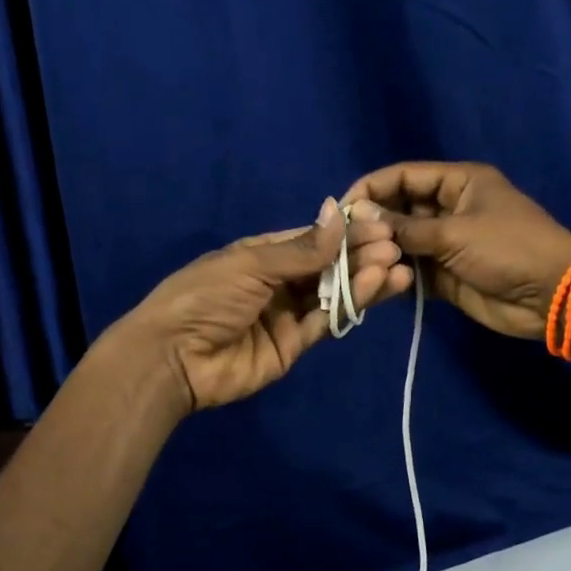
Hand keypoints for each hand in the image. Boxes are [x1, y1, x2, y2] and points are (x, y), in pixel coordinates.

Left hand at [114, 199, 411, 413]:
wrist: (174, 358)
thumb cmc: (205, 297)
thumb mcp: (251, 264)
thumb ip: (301, 248)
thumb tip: (337, 213)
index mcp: (261, 254)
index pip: (311, 239)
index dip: (345, 233)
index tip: (380, 225)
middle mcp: (278, 281)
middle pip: (326, 266)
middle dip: (360, 255)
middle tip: (396, 247)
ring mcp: (287, 314)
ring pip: (333, 294)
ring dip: (364, 280)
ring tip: (397, 267)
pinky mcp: (294, 345)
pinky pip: (327, 322)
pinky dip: (352, 306)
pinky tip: (378, 287)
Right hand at [344, 162, 570, 340]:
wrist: (553, 296)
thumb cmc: (508, 249)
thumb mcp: (455, 232)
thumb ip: (405, 227)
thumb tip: (358, 216)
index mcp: (458, 182)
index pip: (403, 176)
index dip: (370, 189)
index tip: (340, 210)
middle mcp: (449, 208)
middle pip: (399, 208)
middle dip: (373, 223)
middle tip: (343, 242)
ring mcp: (448, 243)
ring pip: (403, 242)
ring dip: (383, 252)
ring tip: (357, 264)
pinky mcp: (447, 275)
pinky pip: (414, 270)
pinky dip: (397, 275)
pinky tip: (377, 281)